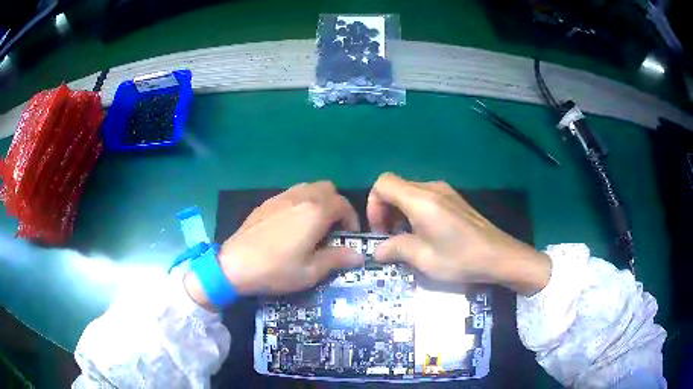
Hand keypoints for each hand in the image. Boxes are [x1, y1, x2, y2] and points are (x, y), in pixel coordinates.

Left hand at [186, 181, 364, 307]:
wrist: (234, 265)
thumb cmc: (276, 270)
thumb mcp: (310, 271)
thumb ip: (337, 259)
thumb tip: (358, 256)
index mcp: (315, 212)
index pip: (343, 204)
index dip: (351, 219)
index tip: (349, 236)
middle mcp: (300, 197)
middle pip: (328, 188)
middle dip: (336, 205)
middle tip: (334, 228)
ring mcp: (281, 197)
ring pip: (309, 187)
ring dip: (319, 201)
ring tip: (314, 225)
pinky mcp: (266, 203)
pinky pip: (291, 194)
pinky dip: (301, 202)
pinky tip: (292, 225)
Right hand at [367, 173, 550, 295]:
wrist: (499, 256)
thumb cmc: (461, 259)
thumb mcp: (424, 259)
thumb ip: (396, 249)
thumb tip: (377, 251)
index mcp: (421, 200)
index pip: (383, 183)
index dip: (374, 205)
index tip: (380, 230)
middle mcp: (432, 188)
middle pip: (395, 187)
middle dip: (385, 211)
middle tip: (390, 238)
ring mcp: (445, 192)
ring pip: (409, 193)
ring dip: (400, 212)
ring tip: (406, 239)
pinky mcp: (453, 199)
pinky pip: (424, 198)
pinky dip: (414, 212)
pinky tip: (425, 235)